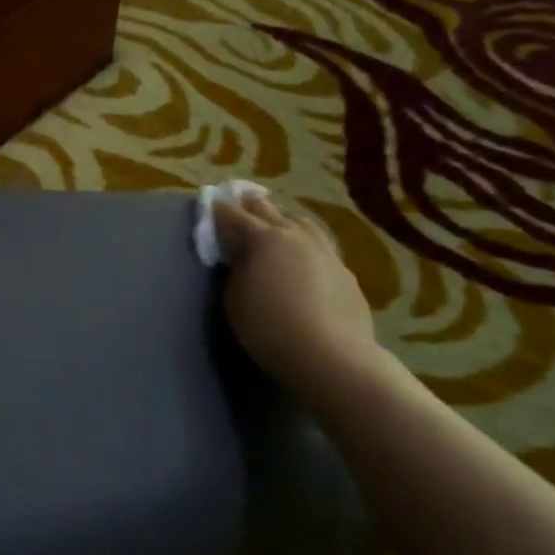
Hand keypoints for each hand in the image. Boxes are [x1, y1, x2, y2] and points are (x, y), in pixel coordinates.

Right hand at [213, 193, 385, 399]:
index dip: (219, 209)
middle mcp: (295, 235)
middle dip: (251, 204)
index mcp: (263, 239)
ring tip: (275, 220)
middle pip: (269, 210)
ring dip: (283, 219)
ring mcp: (324, 251)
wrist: (330, 355)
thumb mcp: (235, 299)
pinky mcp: (344, 271)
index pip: (234, 216)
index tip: (211, 201)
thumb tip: (240, 257)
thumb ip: (235, 270)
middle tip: (240, 199)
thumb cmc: (269, 328)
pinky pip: (319, 246)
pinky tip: (303, 254)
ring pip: (300, 223)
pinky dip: (304, 243)